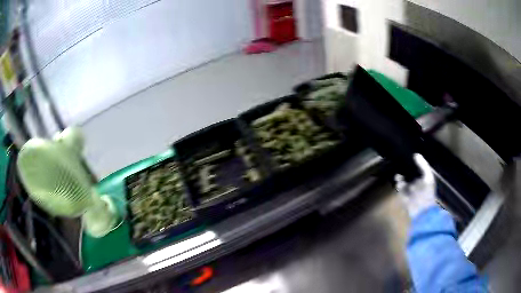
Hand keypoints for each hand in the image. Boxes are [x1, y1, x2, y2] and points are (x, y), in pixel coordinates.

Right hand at [395, 153, 436, 217]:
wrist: (421, 211)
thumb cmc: (427, 194)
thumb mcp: (428, 178)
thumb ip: (423, 166)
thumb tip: (415, 154)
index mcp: (425, 179)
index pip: (419, 168)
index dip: (415, 163)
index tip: (410, 156)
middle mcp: (417, 183)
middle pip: (411, 173)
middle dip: (406, 168)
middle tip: (401, 162)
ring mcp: (410, 190)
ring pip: (404, 180)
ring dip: (401, 176)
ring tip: (398, 172)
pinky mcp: (403, 195)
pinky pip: (399, 187)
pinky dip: (398, 183)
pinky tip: (397, 179)